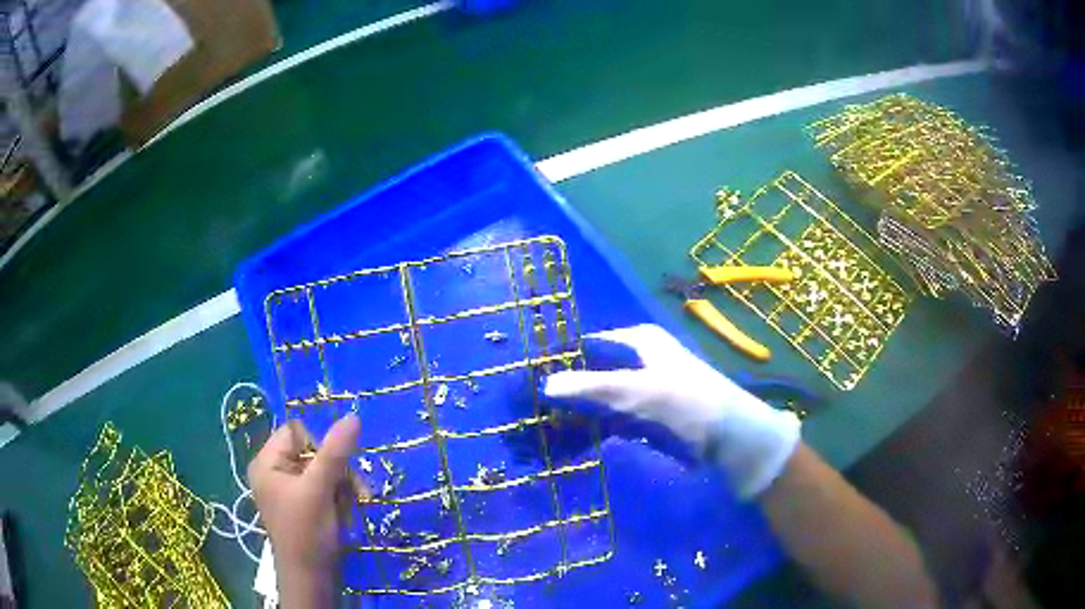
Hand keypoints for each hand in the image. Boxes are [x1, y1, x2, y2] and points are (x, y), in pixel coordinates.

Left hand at [248, 414, 361, 606]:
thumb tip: (353, 416)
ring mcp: (290, 490)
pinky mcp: (305, 505)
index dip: (320, 444)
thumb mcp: (320, 490)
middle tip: (356, 490)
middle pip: (313, 452)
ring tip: (353, 504)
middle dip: (338, 471)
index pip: (296, 433)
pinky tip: (346, 512)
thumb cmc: (307, 533)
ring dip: (344, 486)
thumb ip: (335, 452)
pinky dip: (340, 498)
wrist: (312, 578)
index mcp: (267, 462)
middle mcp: (276, 472)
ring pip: (324, 470)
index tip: (336, 466)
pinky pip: (326, 488)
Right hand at [543, 324, 799, 497]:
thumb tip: (544, 384)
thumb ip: (591, 386)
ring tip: (543, 426)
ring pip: (600, 396)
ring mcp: (643, 389)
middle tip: (533, 407)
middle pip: (593, 370)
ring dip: (578, 410)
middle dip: (567, 388)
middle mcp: (639, 359)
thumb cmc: (687, 402)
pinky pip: (612, 417)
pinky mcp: (648, 416)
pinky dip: (594, 426)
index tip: (532, 378)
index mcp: (638, 341)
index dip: (562, 359)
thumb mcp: (638, 390)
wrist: (731, 438)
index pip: (589, 344)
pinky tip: (572, 439)